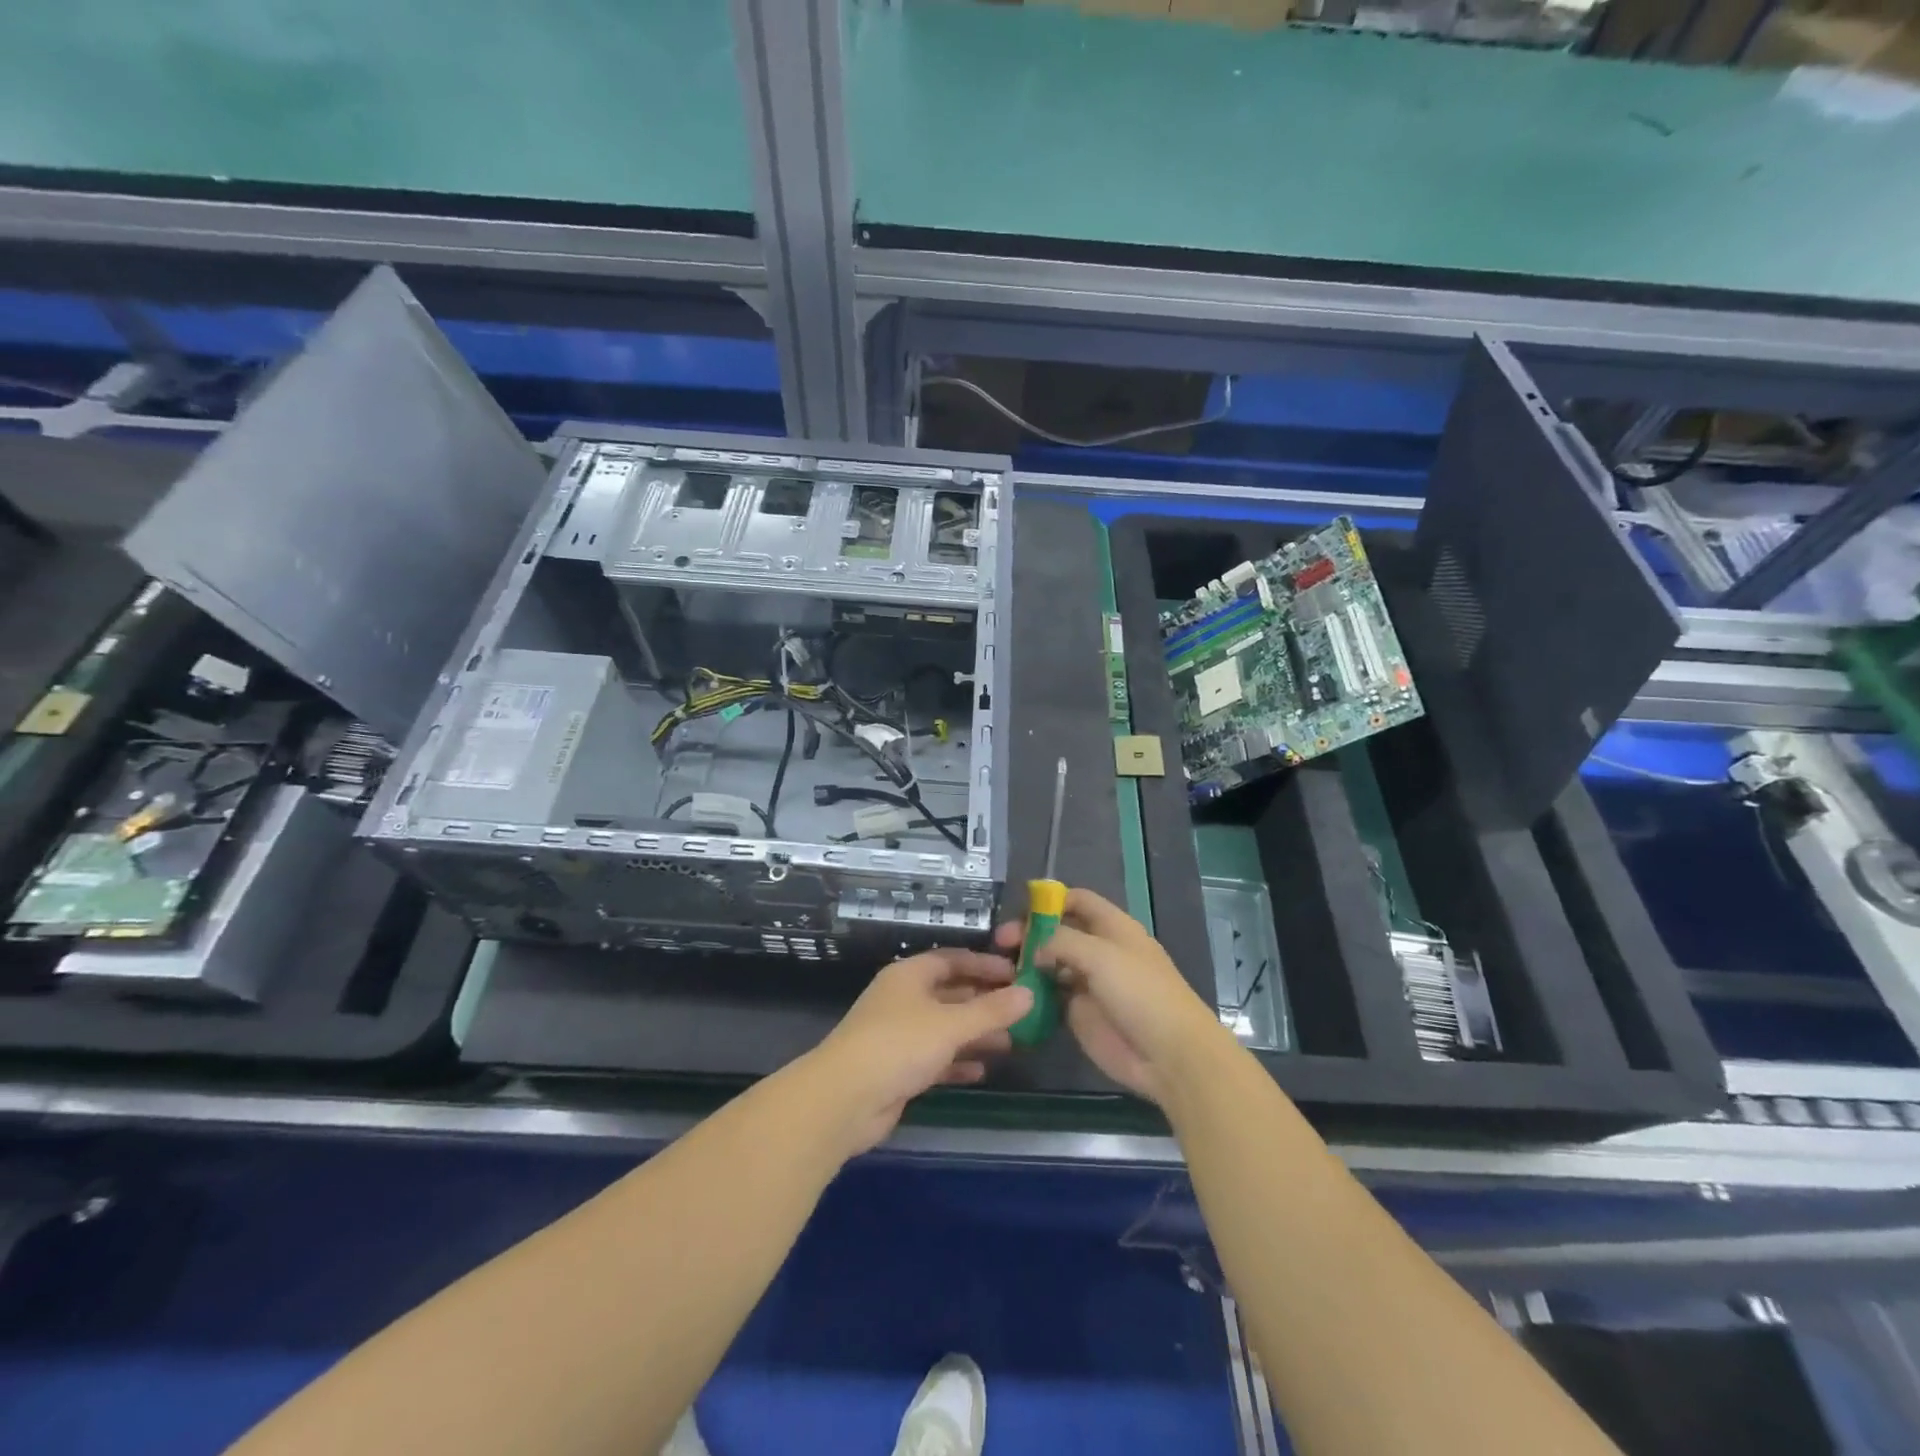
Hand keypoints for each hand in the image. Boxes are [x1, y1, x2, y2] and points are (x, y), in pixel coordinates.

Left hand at [803, 949, 1032, 1156]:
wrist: (845, 1099)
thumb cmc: (899, 1045)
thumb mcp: (951, 1024)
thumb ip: (991, 1010)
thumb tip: (1029, 993)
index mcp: (910, 976)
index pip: (953, 959)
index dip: (984, 964)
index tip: (1017, 973)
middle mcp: (903, 999)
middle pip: (950, 993)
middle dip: (984, 1002)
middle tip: (1021, 1011)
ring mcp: (899, 1035)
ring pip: (945, 1028)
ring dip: (975, 1034)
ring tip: (1011, 1043)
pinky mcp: (898, 1069)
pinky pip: (935, 1058)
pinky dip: (957, 1062)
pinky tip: (981, 1071)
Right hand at [994, 888, 1226, 1105]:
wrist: (1169, 1055)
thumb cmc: (1140, 993)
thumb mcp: (1100, 955)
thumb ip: (1061, 941)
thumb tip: (1034, 948)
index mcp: (1112, 927)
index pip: (1078, 900)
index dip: (1050, 900)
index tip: (1019, 908)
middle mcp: (1099, 950)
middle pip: (1059, 931)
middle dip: (1031, 933)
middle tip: (1001, 943)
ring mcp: (1089, 983)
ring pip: (1051, 964)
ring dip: (1028, 963)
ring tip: (998, 969)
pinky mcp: (1080, 1014)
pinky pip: (1051, 997)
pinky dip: (1032, 993)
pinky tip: (1010, 994)